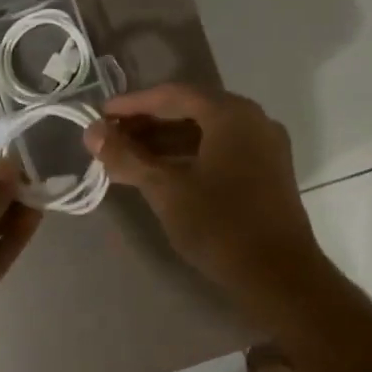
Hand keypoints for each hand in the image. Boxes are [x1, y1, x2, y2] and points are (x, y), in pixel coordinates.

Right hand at [85, 84, 323, 302]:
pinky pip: (221, 150)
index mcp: (231, 114)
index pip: (173, 95)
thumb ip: (127, 157)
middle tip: (111, 136)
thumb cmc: (220, 225)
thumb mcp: (166, 189)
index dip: (133, 104)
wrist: (279, 277)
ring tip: (128, 156)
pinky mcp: (268, 172)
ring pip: (206, 132)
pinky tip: (162, 172)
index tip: (101, 114)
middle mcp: (253, 120)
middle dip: (148, 122)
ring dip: (166, 141)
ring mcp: (265, 147)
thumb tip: (92, 132)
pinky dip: (189, 155)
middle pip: (191, 110)